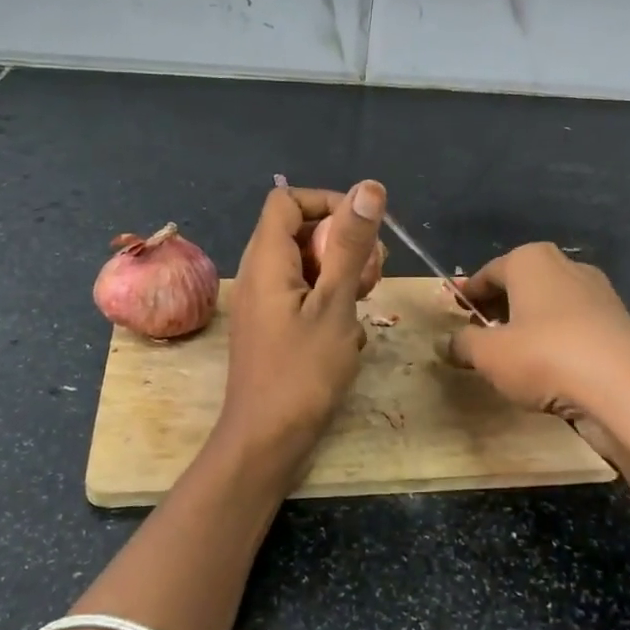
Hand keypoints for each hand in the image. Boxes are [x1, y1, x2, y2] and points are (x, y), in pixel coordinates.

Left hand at [213, 180, 386, 484]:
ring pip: (306, 264)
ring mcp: (264, 301)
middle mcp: (258, 273)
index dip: (327, 203)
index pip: (288, 200)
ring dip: (341, 274)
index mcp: (266, 259)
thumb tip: (368, 187)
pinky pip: (303, 293)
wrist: (266, 441)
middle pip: (300, 230)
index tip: (363, 231)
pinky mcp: (273, 326)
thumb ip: (351, 245)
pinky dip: (330, 300)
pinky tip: (349, 333)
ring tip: (364, 302)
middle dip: (342, 242)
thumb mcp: (335, 304)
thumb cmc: (302, 372)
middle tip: (371, 275)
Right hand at [446, 243, 629, 464]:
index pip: (487, 273)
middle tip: (479, 335)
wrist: (627, 391)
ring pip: (549, 306)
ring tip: (512, 356)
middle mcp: (566, 266)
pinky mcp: (619, 323)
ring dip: (528, 325)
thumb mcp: (488, 355)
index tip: (453, 313)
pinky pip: (574, 327)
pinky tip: (548, 369)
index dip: (467, 294)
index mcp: (531, 260)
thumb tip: (448, 343)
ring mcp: (598, 293)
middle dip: (498, 307)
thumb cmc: (545, 357)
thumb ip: (462, 344)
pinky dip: (556, 341)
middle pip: (520, 285)